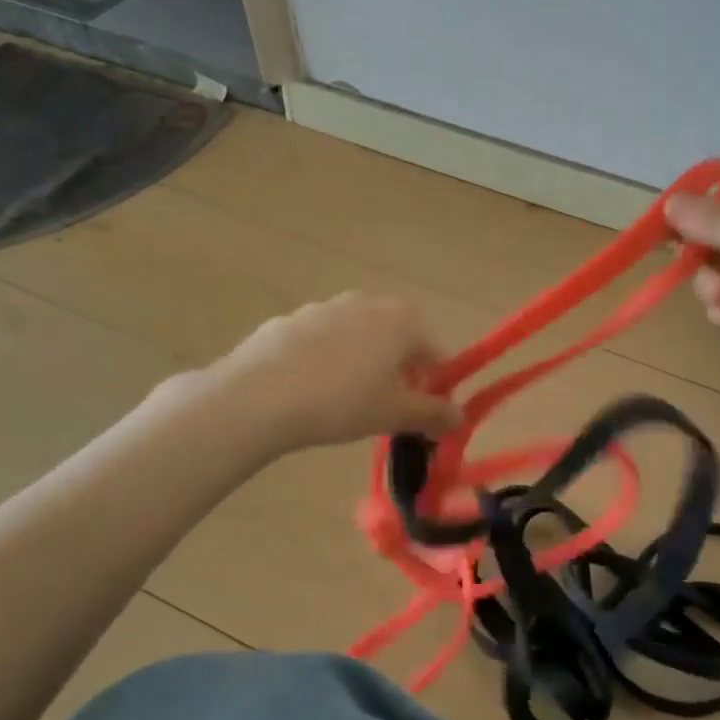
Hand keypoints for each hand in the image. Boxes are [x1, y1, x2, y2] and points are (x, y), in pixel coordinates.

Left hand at [214, 292, 462, 451]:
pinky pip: (321, 342)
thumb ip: (433, 414)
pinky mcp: (289, 320)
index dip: (434, 385)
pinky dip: (324, 362)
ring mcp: (324, 307)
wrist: (259, 395)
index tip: (421, 415)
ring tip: (343, 403)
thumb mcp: (395, 413)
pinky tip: (308, 392)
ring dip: (361, 364)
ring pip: (357, 338)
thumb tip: (460, 418)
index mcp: (402, 319)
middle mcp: (367, 302)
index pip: (434, 352)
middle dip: (398, 372)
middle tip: (384, 408)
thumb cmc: (343, 401)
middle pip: (396, 339)